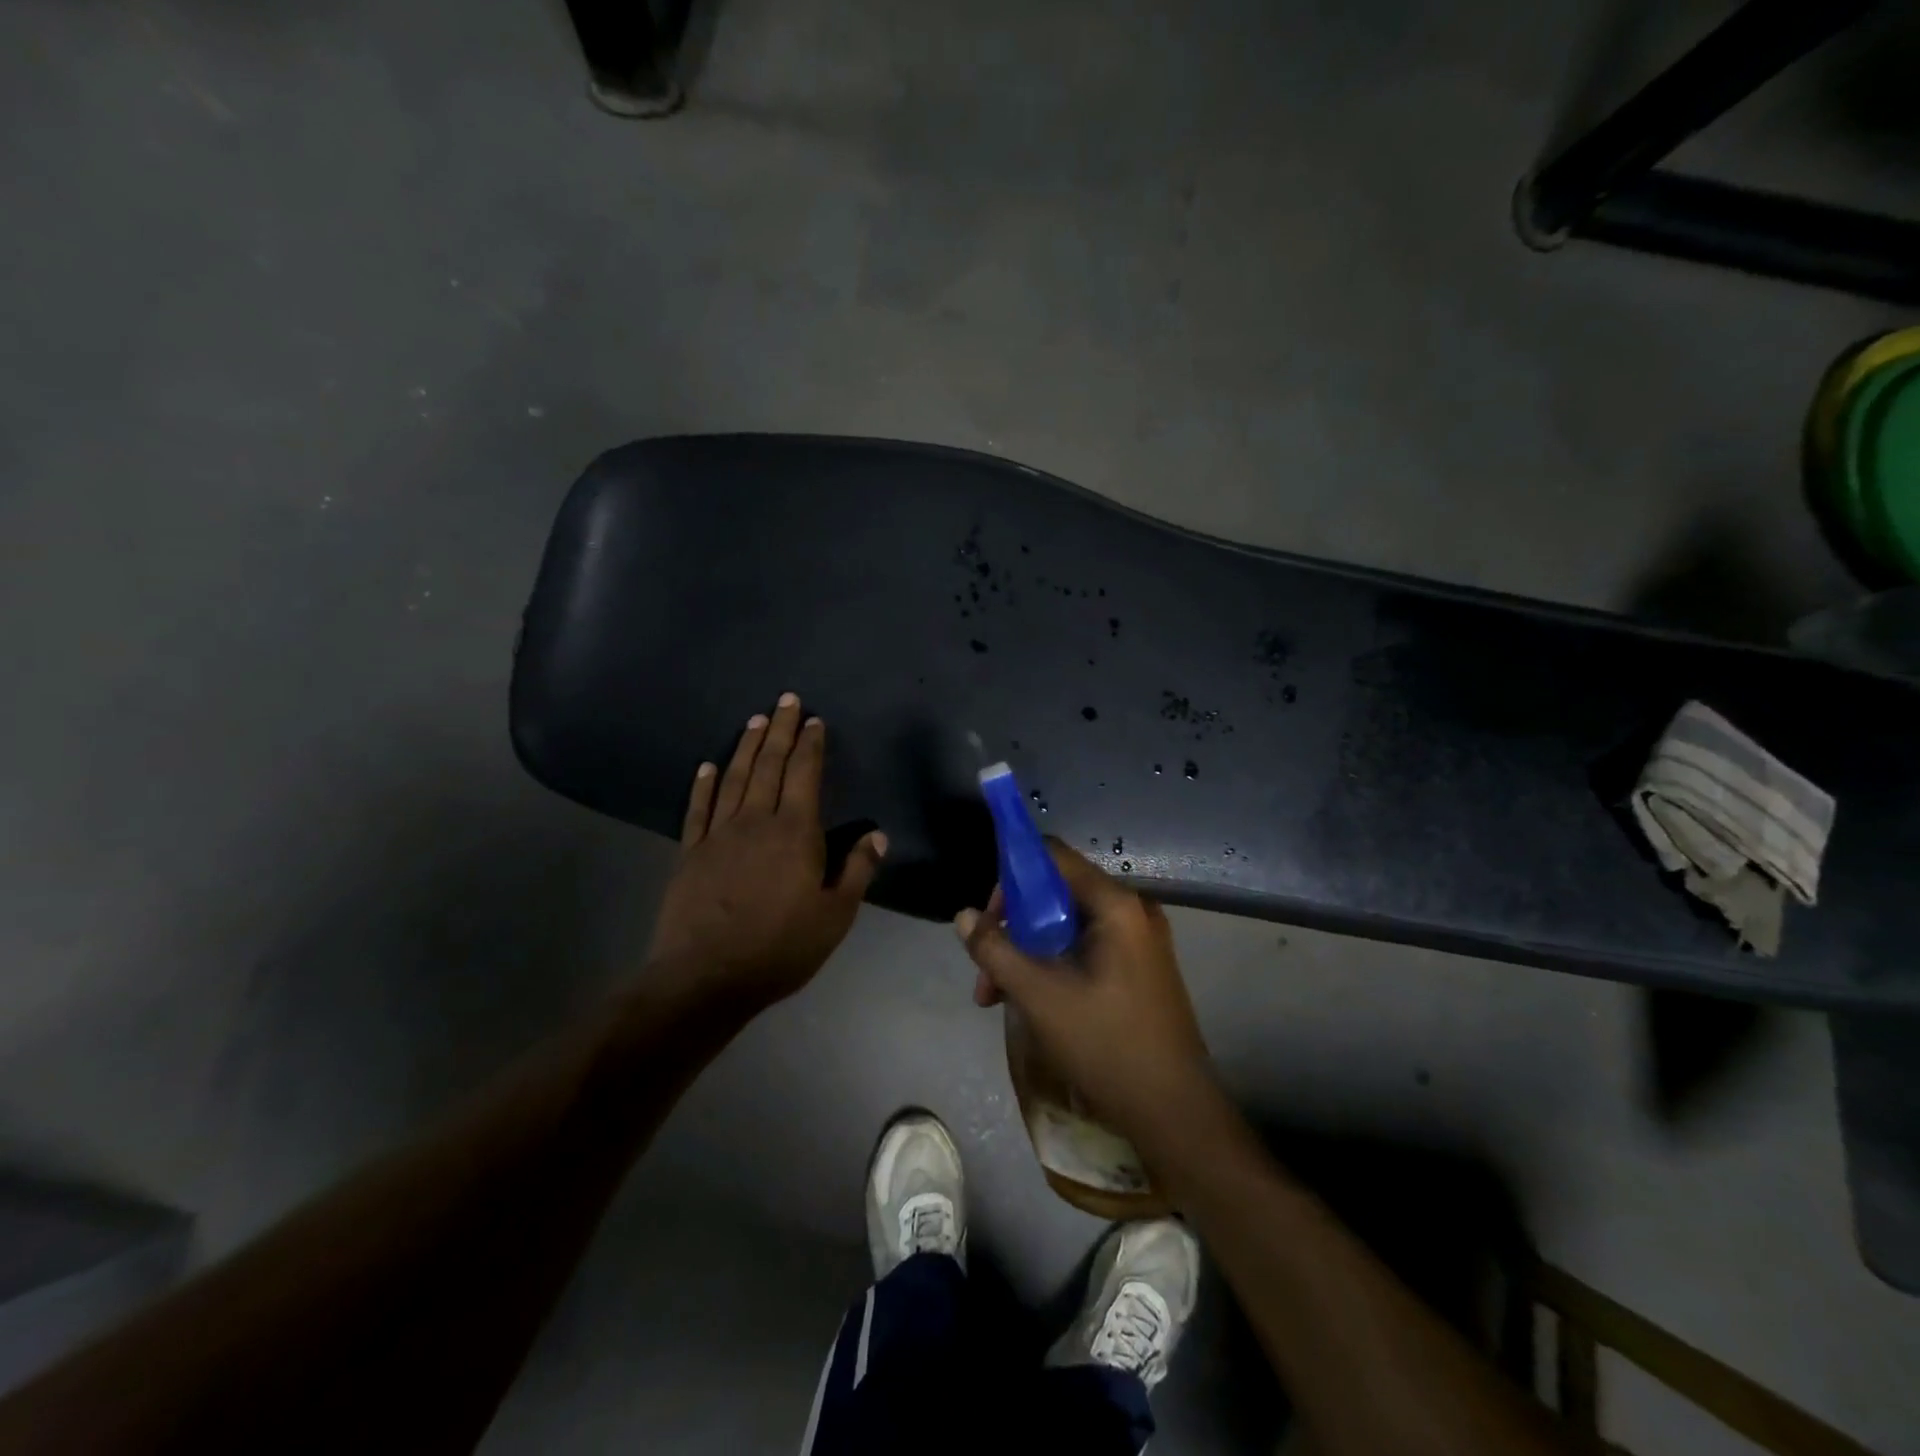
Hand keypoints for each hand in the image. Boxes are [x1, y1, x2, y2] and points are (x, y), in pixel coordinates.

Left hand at [648, 693, 885, 1011]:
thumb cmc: (780, 948)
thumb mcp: (835, 917)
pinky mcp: (690, 852)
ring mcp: (719, 834)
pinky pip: (698, 808)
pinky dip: (703, 784)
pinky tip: (707, 765)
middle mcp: (756, 820)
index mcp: (796, 832)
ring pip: (735, 777)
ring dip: (747, 746)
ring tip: (755, 720)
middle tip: (786, 700)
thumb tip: (877, 835)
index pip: (805, 774)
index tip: (814, 720)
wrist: (705, 977)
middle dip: (780, 730)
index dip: (811, 745)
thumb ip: (857, 871)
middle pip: (770, 764)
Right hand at [955, 843, 1211, 1145]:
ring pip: (1066, 925)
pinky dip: (1052, 964)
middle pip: (1056, 892)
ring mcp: (1139, 940)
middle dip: (1013, 928)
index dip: (1012, 876)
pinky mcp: (1139, 967)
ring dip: (1027, 952)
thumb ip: (996, 950)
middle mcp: (1132, 911)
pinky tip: (1029, 1001)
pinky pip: (1085, 947)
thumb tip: (964, 916)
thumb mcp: (1039, 996)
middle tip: (986, 973)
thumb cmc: (1106, 1045)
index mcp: (1116, 904)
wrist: (1174, 1112)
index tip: (987, 917)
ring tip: (996, 998)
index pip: (1053, 856)